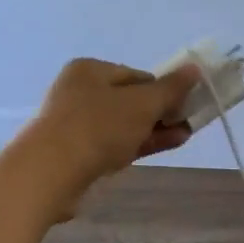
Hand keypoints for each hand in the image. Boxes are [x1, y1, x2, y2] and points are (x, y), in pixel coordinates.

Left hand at [22, 59, 200, 214]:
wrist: (49, 173)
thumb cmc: (98, 127)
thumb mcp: (142, 103)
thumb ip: (171, 88)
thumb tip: (194, 69)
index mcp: (90, 70)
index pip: (138, 75)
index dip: (164, 89)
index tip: (184, 105)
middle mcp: (80, 92)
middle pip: (131, 100)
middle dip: (161, 112)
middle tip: (188, 123)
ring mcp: (76, 124)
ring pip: (124, 125)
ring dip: (154, 130)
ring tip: (184, 137)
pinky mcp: (76, 153)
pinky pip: (114, 144)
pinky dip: (138, 145)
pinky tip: (163, 148)